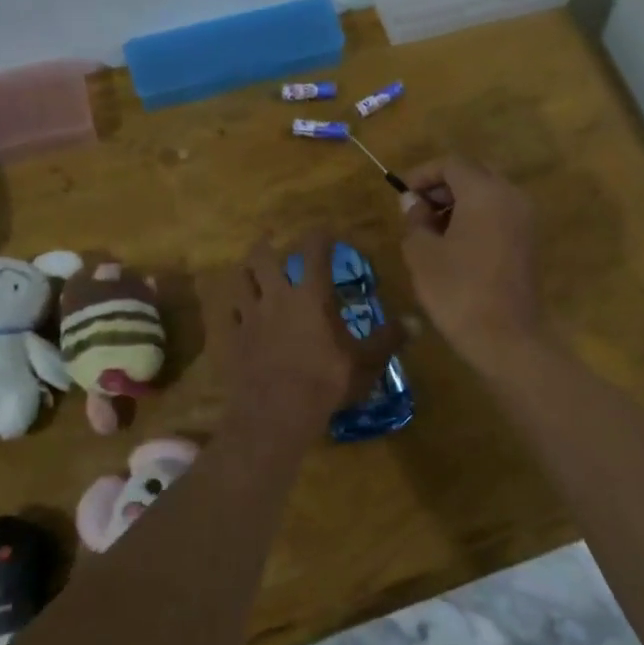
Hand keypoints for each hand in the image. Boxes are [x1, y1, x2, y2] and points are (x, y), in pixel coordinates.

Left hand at [199, 233, 397, 435]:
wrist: (276, 413)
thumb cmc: (326, 382)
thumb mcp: (365, 361)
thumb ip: (388, 339)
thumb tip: (415, 323)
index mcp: (311, 296)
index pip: (314, 251)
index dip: (319, 236)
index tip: (324, 231)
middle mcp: (277, 297)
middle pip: (263, 258)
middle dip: (266, 244)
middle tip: (270, 239)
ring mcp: (250, 317)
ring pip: (239, 281)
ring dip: (244, 271)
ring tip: (249, 270)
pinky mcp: (233, 339)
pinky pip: (227, 314)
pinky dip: (232, 307)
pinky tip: (236, 311)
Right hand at [398, 156, 541, 370]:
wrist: (506, 337)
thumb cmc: (458, 291)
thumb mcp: (422, 254)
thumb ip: (414, 220)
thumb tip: (412, 202)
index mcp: (485, 191)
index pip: (451, 164)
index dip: (422, 174)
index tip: (401, 193)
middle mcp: (510, 196)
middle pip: (473, 174)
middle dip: (442, 187)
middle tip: (415, 210)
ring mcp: (524, 219)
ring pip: (487, 195)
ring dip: (458, 204)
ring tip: (430, 230)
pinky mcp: (528, 242)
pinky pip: (498, 215)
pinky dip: (475, 219)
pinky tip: (453, 245)